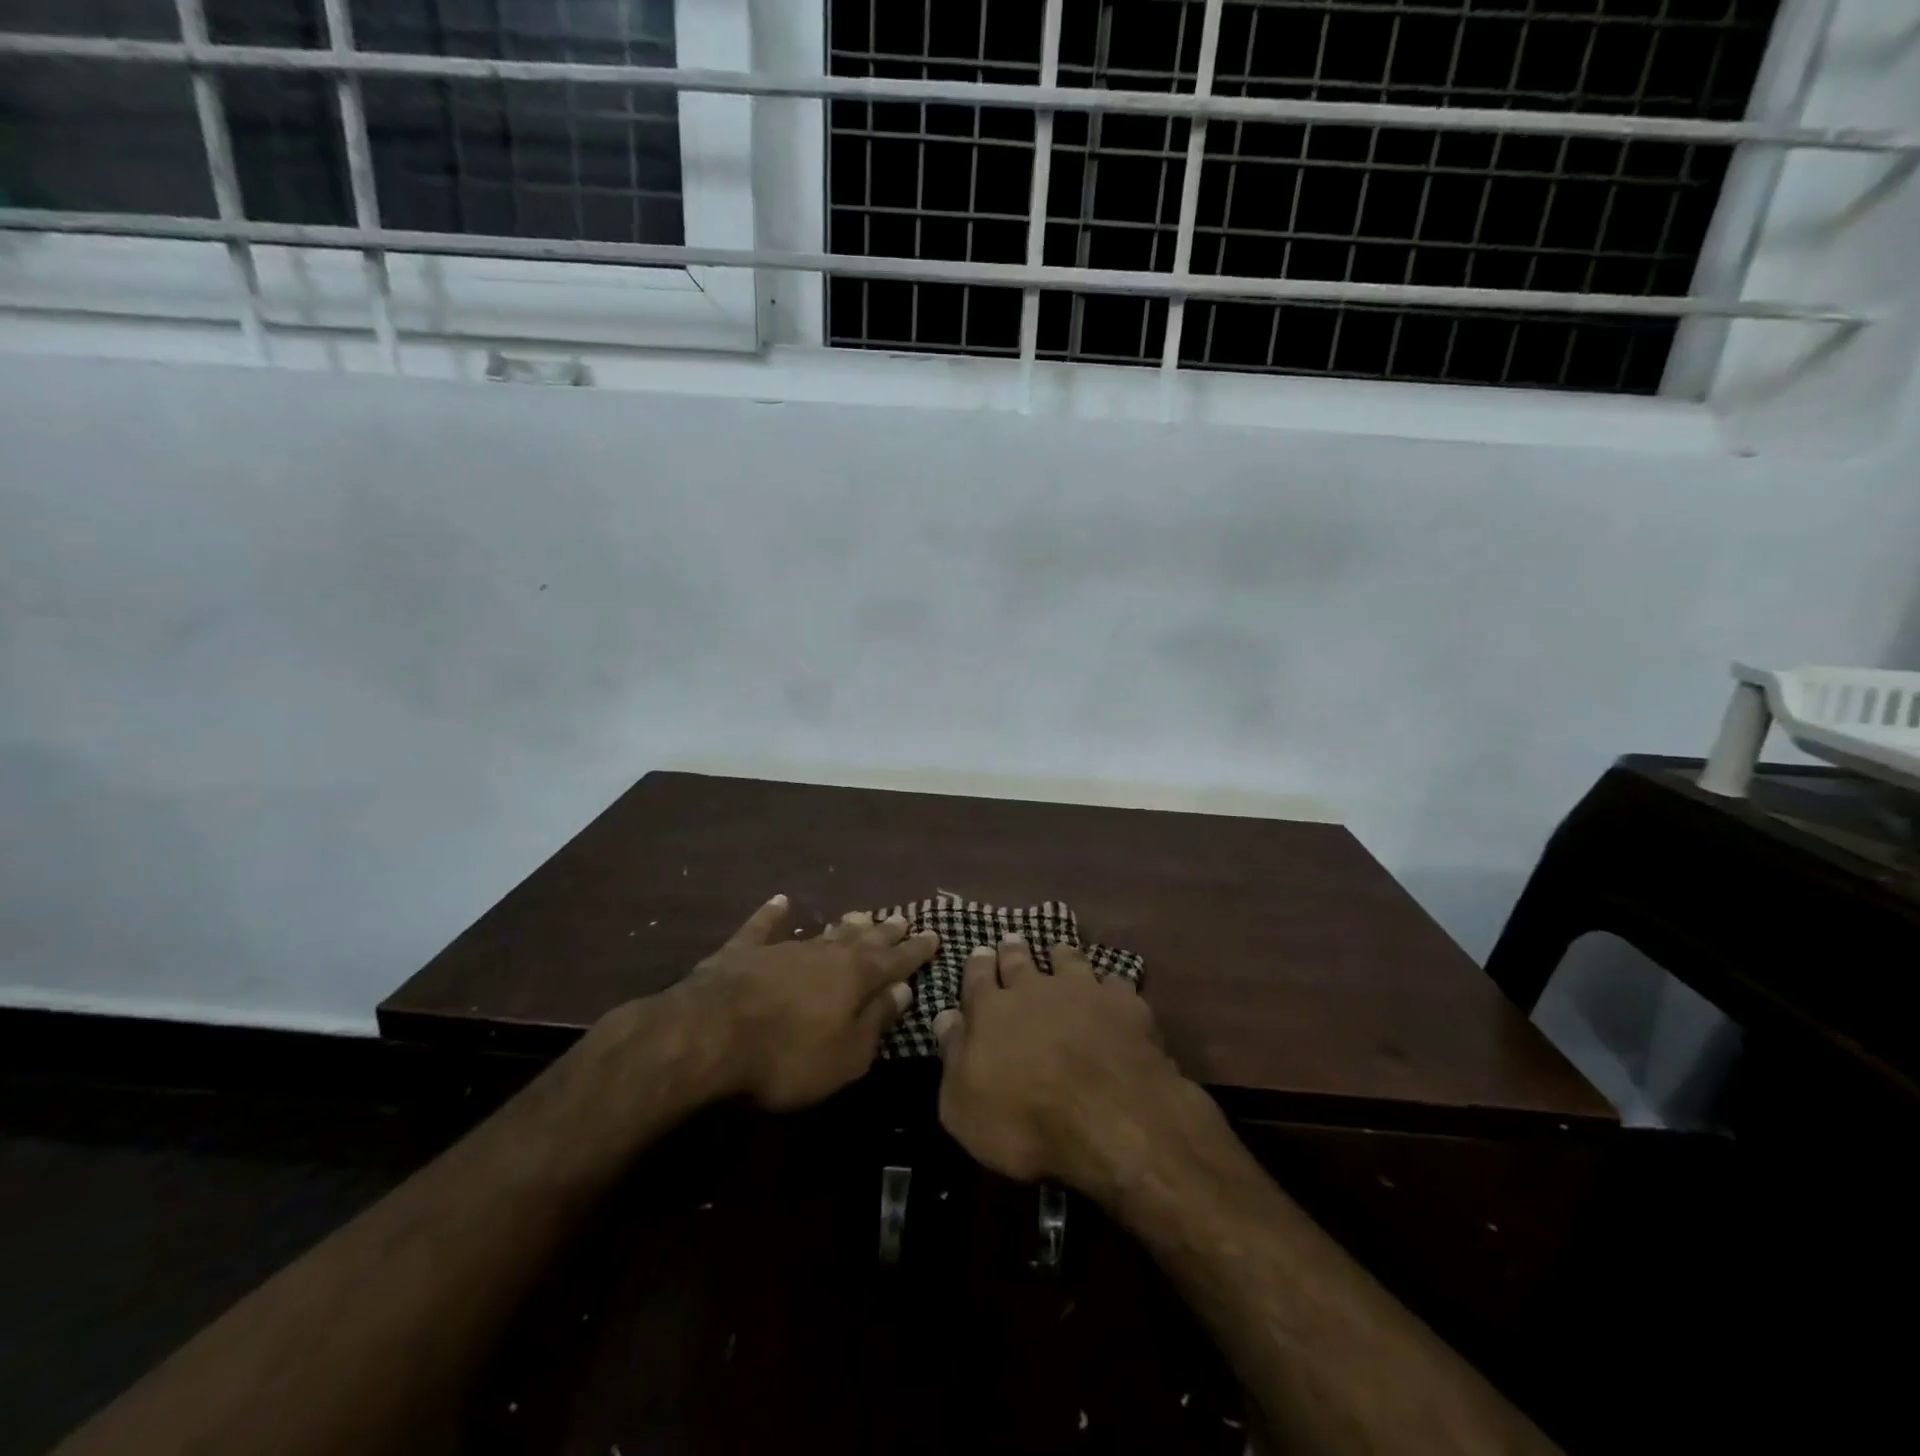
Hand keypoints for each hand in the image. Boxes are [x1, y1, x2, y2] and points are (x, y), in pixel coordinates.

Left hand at [685, 896, 938, 1110]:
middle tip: (902, 918)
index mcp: (856, 977)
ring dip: (843, 926)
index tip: (935, 935)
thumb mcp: (845, 1054)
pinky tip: (780, 901)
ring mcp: (784, 948)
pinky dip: (772, 915)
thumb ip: (876, 1021)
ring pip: (822, 932)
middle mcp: (826, 953)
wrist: (709, 1035)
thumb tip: (903, 989)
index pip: (896, 960)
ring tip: (860, 914)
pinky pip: (762, 927)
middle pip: (862, 939)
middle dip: (885, 932)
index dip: (916, 951)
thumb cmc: (786, 1055)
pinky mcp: (743, 951)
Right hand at [933, 937, 1193, 1191]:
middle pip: (1020, 960)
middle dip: (1012, 950)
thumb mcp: (963, 1105)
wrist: (1108, 1117)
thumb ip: (953, 1055)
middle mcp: (1034, 989)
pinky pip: (1114, 982)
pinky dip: (1109, 985)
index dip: (977, 964)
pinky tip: (1112, 989)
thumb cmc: (1023, 1122)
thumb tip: (944, 1016)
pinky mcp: (1124, 1004)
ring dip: (1060, 956)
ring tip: (1059, 952)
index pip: (977, 977)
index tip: (979, 952)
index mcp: (991, 1011)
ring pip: (1068, 960)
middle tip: (1012, 940)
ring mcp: (1082, 990)